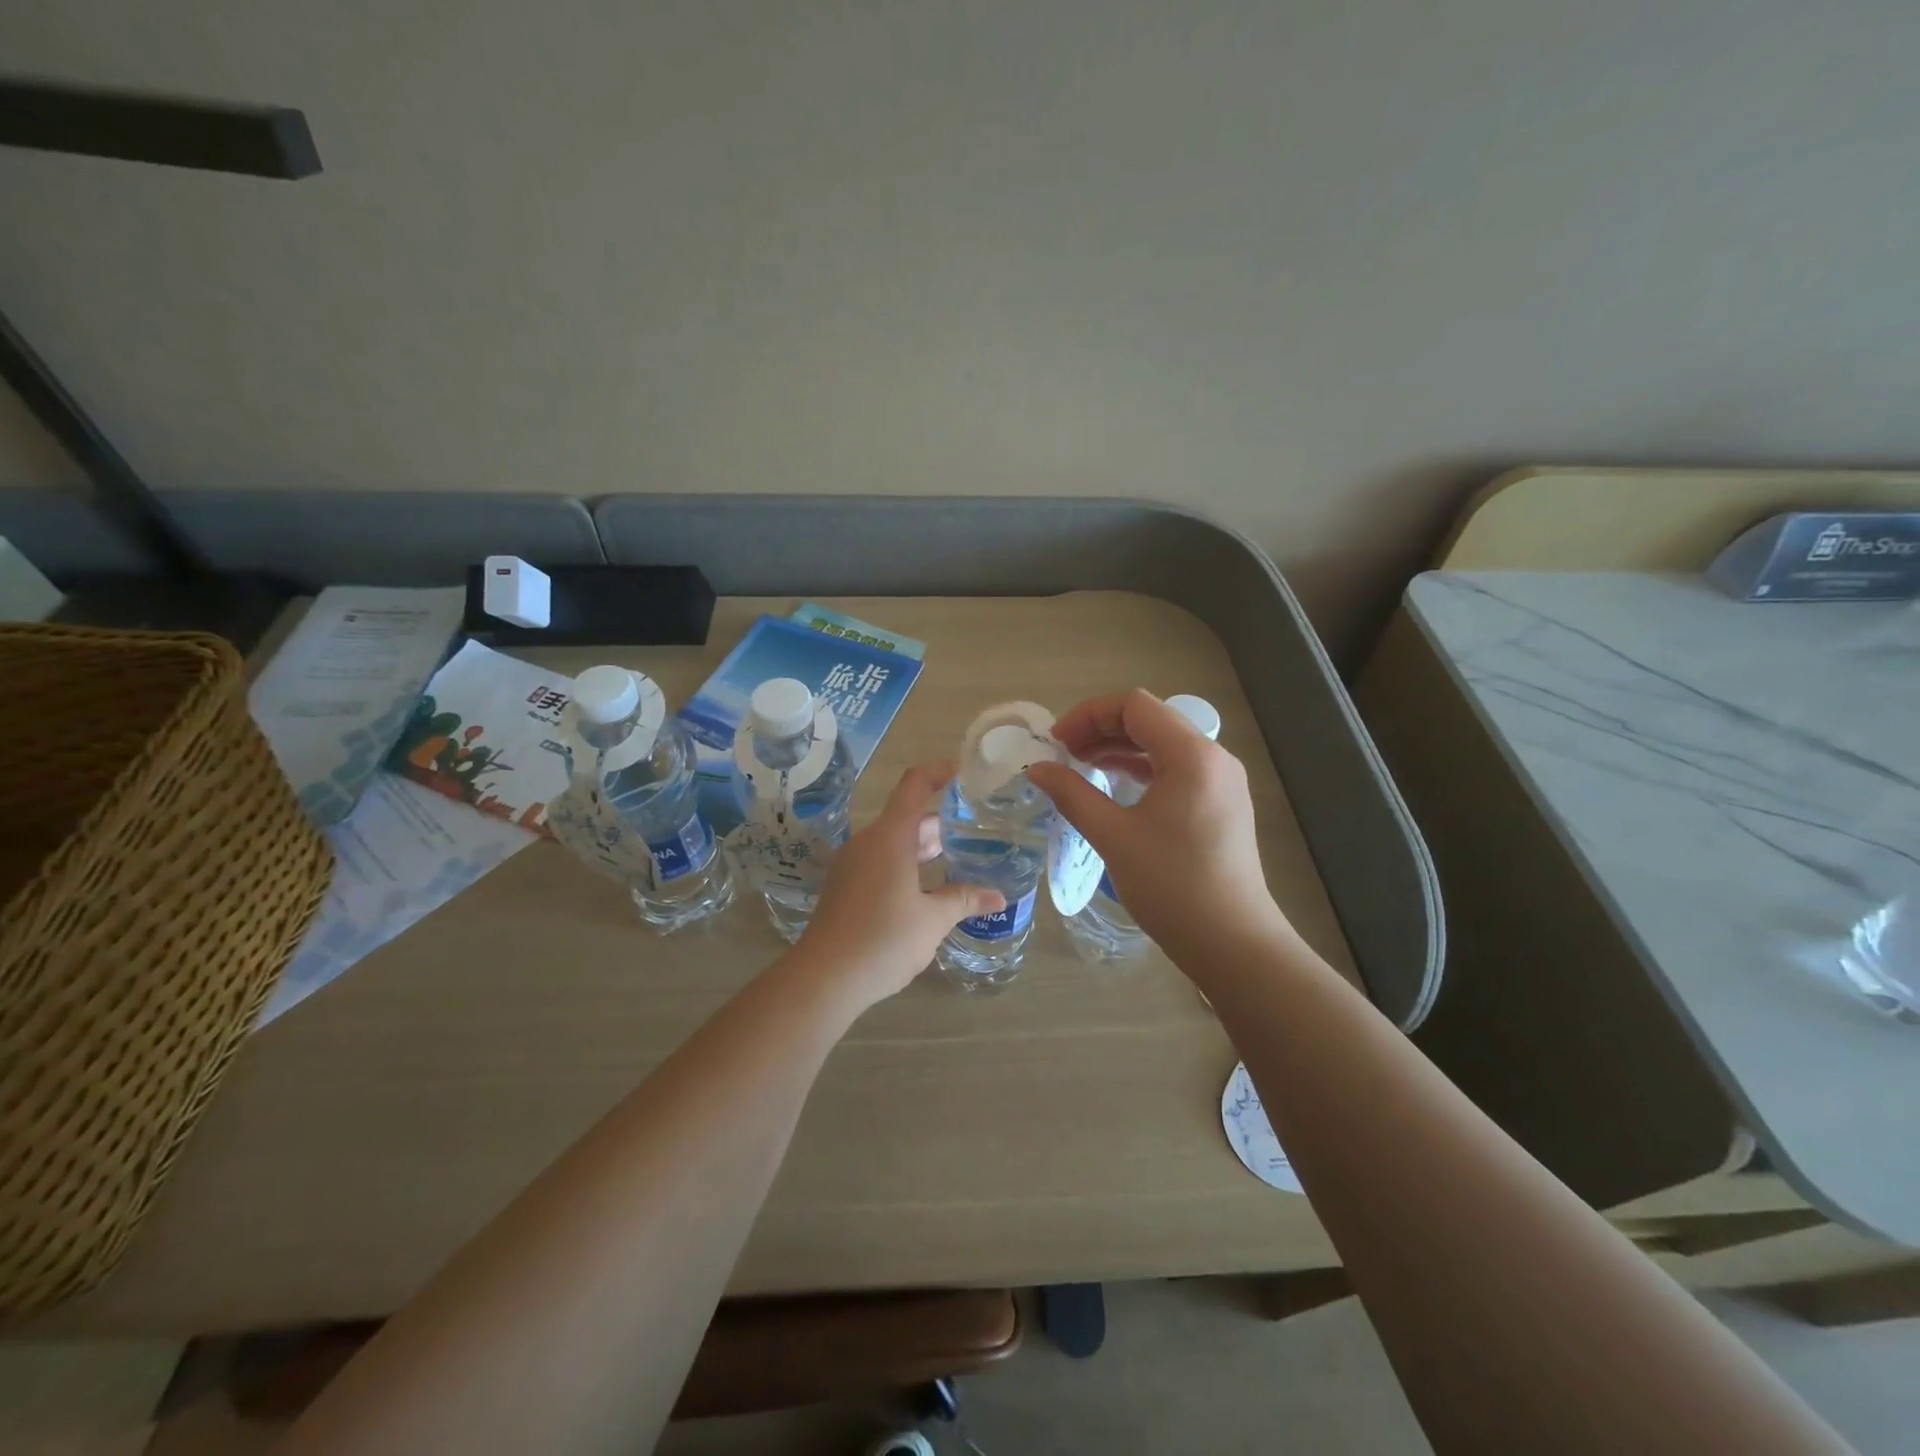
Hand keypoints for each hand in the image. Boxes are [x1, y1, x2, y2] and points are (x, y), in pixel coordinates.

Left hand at [789, 761, 1005, 1009]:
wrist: (825, 977)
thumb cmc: (883, 939)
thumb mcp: (932, 920)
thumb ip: (964, 900)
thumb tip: (998, 896)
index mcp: (890, 837)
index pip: (914, 785)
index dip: (939, 771)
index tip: (963, 769)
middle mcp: (868, 842)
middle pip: (907, 816)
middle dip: (941, 820)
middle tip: (976, 826)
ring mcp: (852, 863)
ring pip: (893, 841)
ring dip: (923, 845)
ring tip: (958, 855)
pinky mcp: (844, 885)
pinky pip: (880, 860)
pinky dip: (906, 862)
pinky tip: (926, 887)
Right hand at [1027, 691, 1292, 968]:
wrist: (1232, 943)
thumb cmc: (1171, 886)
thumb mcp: (1113, 836)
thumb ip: (1072, 794)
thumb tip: (1037, 769)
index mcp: (1192, 755)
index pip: (1134, 706)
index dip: (1088, 715)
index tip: (1056, 742)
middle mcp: (1213, 758)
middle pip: (1150, 720)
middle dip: (1101, 729)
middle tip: (1063, 753)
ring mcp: (1221, 782)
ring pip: (1163, 745)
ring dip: (1119, 748)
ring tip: (1080, 766)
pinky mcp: (1221, 804)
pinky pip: (1175, 769)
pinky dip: (1141, 769)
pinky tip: (1113, 786)